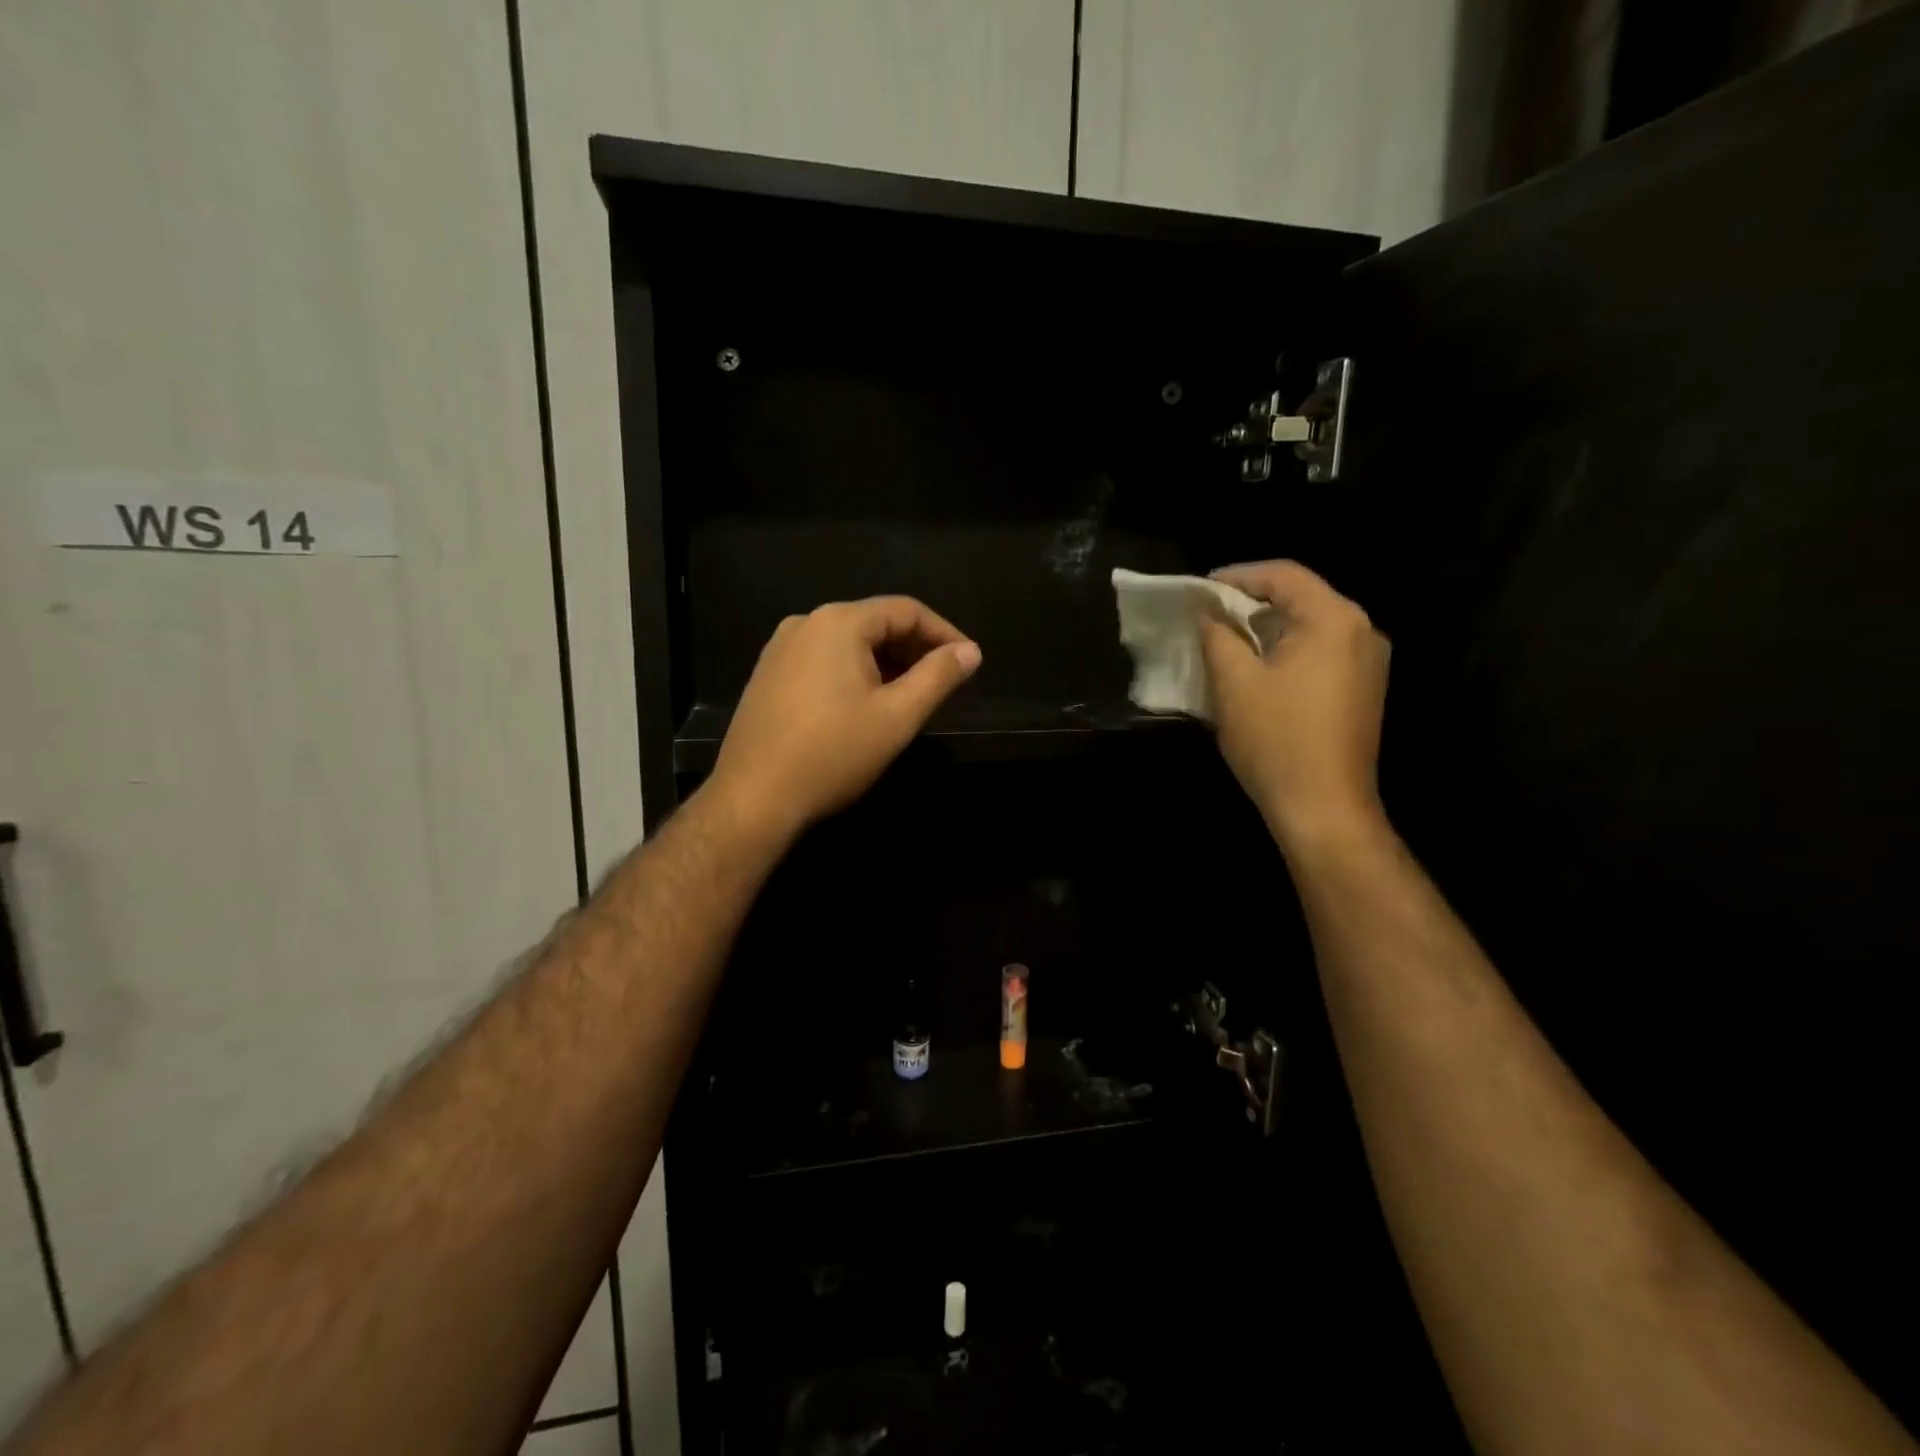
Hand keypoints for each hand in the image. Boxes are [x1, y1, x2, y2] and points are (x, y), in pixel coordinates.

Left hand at [708, 596, 981, 842]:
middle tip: (943, 682)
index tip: (968, 661)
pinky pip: (823, 660)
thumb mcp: (897, 716)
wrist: (753, 799)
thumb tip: (970, 651)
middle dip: (914, 648)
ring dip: (885, 662)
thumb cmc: (832, 754)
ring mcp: (780, 649)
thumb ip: (938, 677)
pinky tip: (865, 705)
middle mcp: (806, 623)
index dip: (944, 633)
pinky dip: (854, 672)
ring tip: (910, 696)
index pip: (906, 610)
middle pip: (875, 622)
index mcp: (839, 623)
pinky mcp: (768, 675)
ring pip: (848, 643)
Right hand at [1200, 561, 1390, 852]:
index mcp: (1334, 620)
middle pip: (1301, 598)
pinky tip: (1256, 668)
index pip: (1284, 575)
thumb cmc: (1277, 740)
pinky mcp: (1364, 690)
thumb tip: (1209, 614)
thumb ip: (1218, 637)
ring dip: (1267, 628)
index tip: (1200, 588)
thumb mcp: (1234, 683)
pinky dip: (1286, 650)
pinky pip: (1321, 652)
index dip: (1237, 576)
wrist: (1325, 808)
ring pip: (1310, 627)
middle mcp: (1362, 632)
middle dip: (1251, 601)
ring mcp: (1369, 663)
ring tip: (1225, 639)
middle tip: (1208, 613)